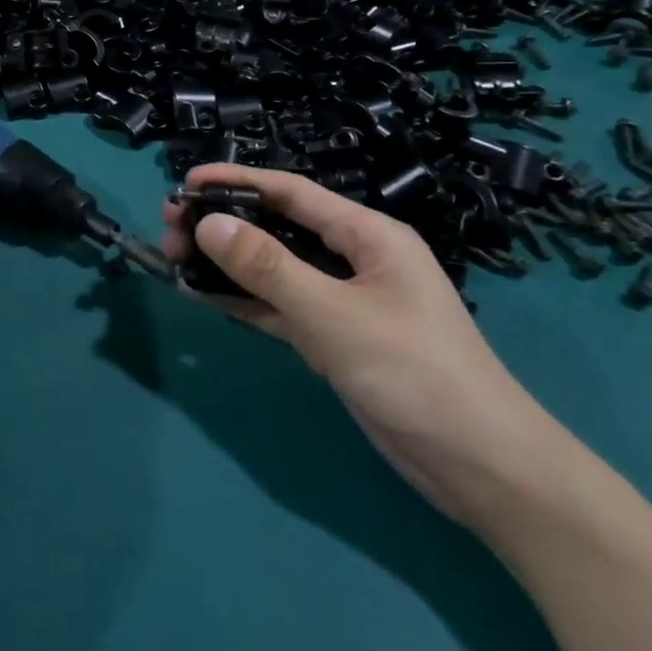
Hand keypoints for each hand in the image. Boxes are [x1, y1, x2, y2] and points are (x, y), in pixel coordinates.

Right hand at [162, 163, 565, 526]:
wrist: (481, 469)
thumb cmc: (415, 373)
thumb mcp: (334, 315)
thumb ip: (269, 268)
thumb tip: (209, 224)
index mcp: (368, 235)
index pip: (292, 193)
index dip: (237, 181)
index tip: (186, 183)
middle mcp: (354, 259)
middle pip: (278, 228)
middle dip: (225, 224)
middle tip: (170, 227)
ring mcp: (343, 302)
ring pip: (274, 269)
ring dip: (228, 263)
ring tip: (174, 257)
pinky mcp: (334, 339)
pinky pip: (279, 308)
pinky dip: (244, 301)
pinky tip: (203, 295)